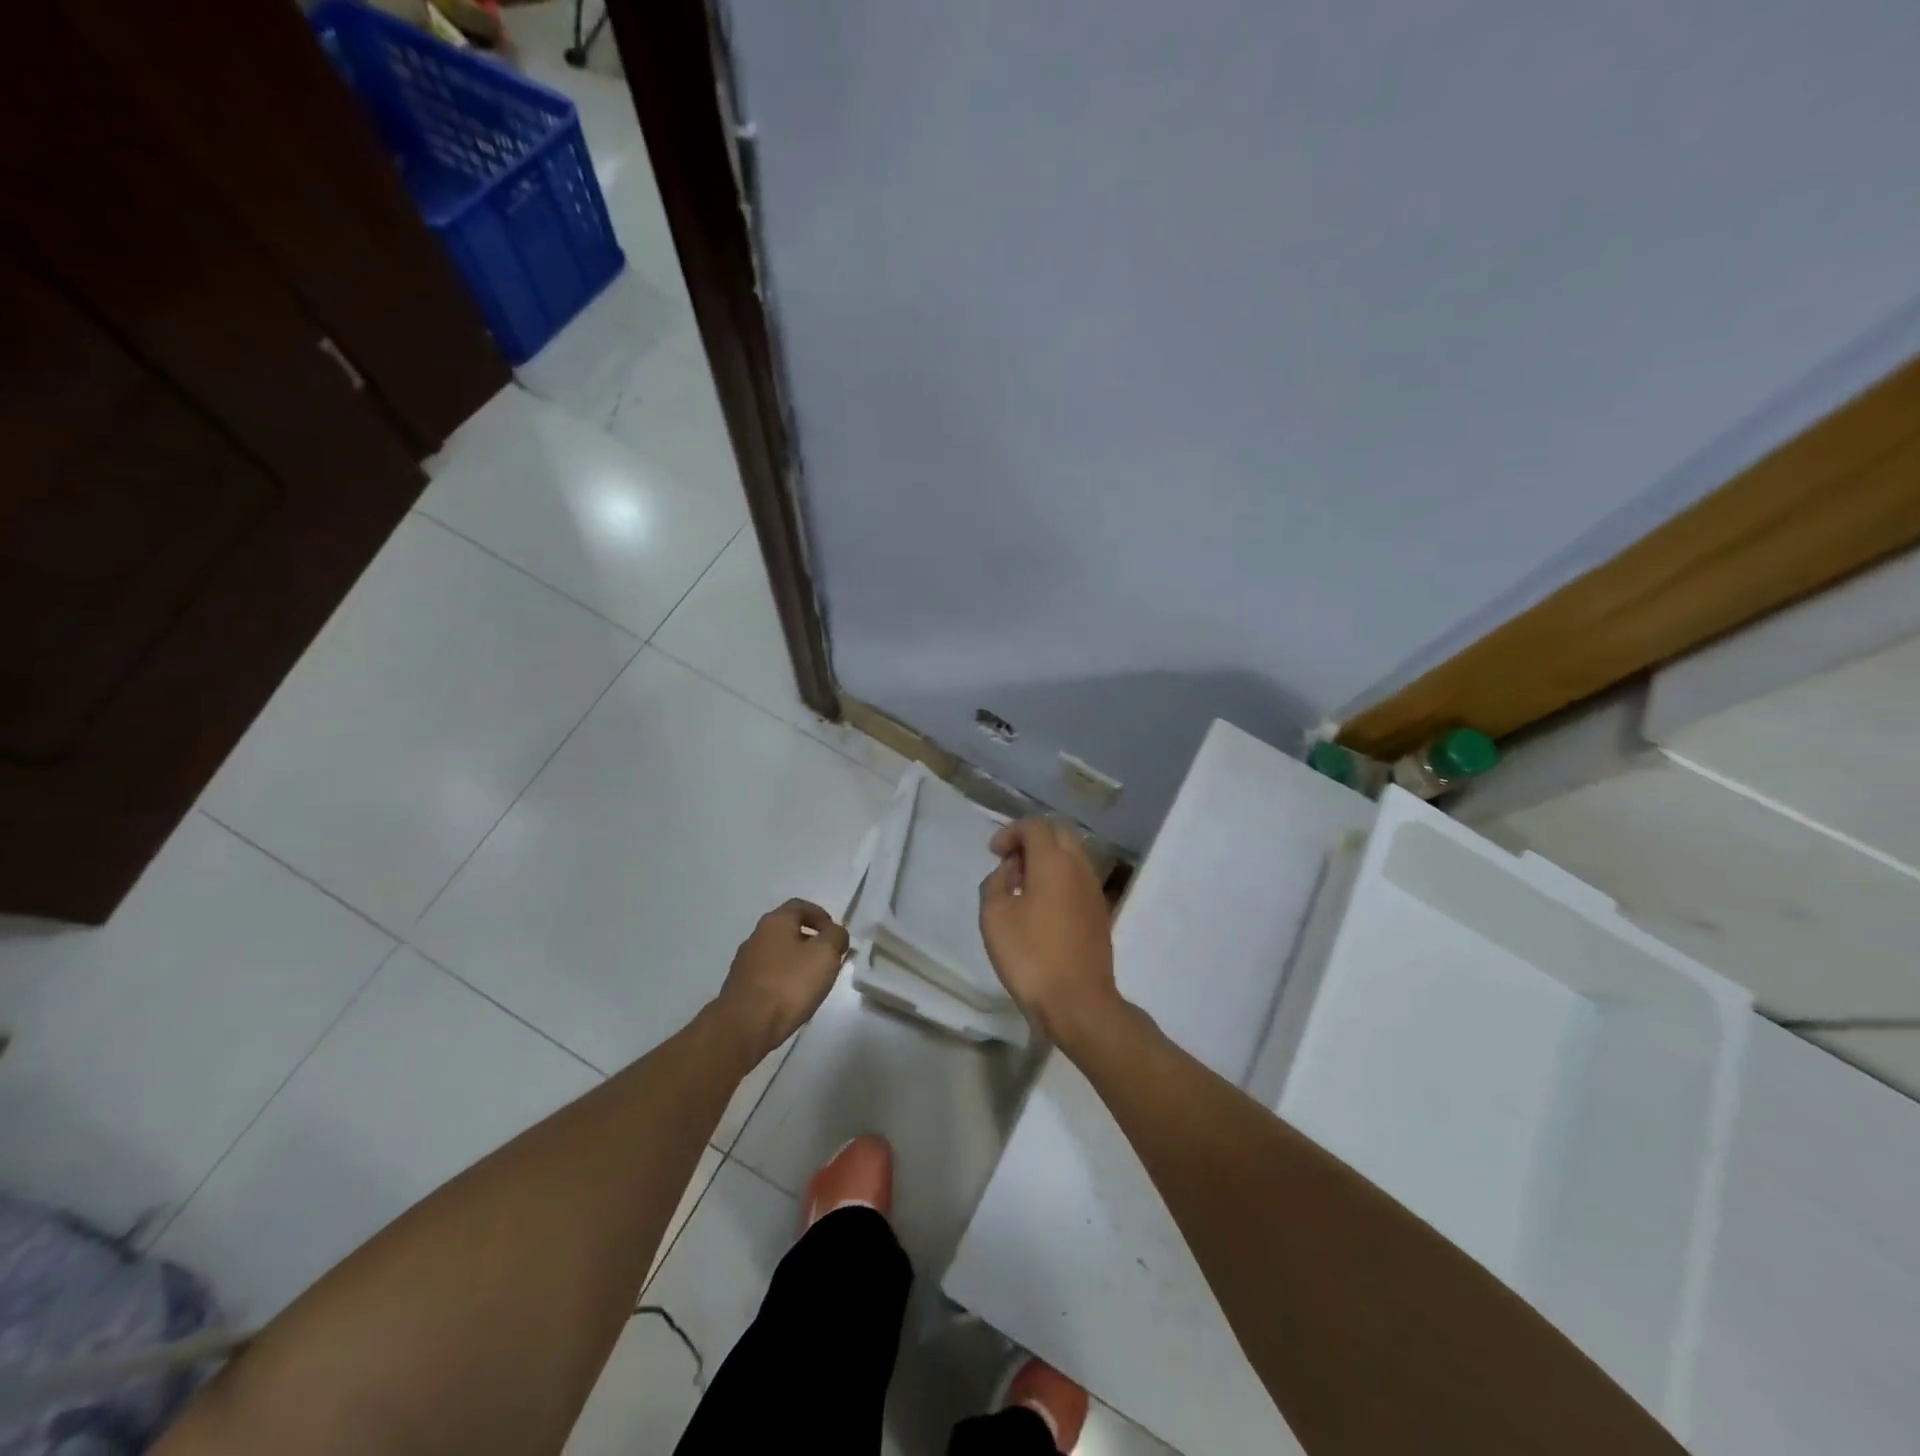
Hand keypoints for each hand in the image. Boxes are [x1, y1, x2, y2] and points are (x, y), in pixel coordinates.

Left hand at [714, 899, 849, 1063]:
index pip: (800, 906)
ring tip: (813, 982)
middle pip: (787, 930)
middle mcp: (756, 937)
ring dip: (796, 962)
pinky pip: (768, 976)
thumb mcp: (825, 954)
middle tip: (828, 959)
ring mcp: (744, 963)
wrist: (745, 1026)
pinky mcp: (740, 988)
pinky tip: (792, 998)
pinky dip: (783, 980)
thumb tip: (835, 934)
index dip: (821, 916)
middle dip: (810, 941)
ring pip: (777, 954)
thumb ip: (836, 937)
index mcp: (775, 922)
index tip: (834, 934)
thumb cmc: (789, 984)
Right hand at [979, 818, 1121, 1043]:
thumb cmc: (1030, 955)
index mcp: (1054, 861)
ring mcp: (1094, 890)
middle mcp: (1079, 867)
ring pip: (1071, 855)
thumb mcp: (994, 916)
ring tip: (1021, 885)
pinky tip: (1041, 906)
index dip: (1011, 832)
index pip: (1035, 826)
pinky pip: (1078, 879)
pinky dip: (1059, 878)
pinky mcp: (1099, 913)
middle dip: (1032, 839)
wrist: (1078, 1001)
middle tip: (1009, 861)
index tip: (994, 852)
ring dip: (1046, 859)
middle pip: (1058, 833)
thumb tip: (1009, 872)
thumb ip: (995, 883)